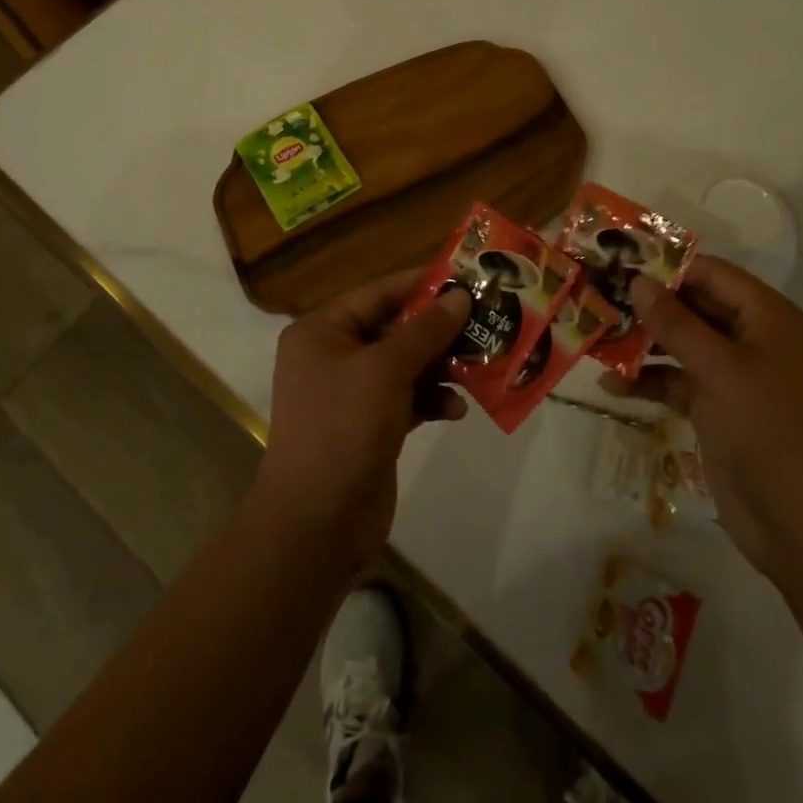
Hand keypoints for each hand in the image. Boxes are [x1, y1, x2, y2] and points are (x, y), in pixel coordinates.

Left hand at [254, 270, 469, 568]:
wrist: (317, 526)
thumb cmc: (343, 429)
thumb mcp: (386, 370)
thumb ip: (426, 330)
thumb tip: (460, 295)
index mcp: (322, 331)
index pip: (379, 293)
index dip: (422, 284)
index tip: (467, 276)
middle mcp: (334, 355)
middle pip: (395, 328)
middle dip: (439, 329)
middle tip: (485, 320)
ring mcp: (352, 393)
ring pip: (407, 364)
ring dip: (441, 366)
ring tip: (480, 365)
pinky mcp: (371, 425)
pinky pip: (409, 397)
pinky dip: (432, 399)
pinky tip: (457, 410)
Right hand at [603, 257, 802, 580]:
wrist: (800, 527)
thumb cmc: (768, 431)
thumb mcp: (719, 370)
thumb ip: (676, 323)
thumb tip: (638, 280)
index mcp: (769, 318)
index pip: (713, 275)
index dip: (669, 266)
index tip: (620, 260)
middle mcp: (753, 339)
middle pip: (694, 306)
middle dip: (648, 304)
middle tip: (599, 294)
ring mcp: (735, 375)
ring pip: (681, 343)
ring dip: (642, 342)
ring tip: (596, 334)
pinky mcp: (717, 407)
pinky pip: (678, 380)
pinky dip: (649, 381)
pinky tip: (611, 384)